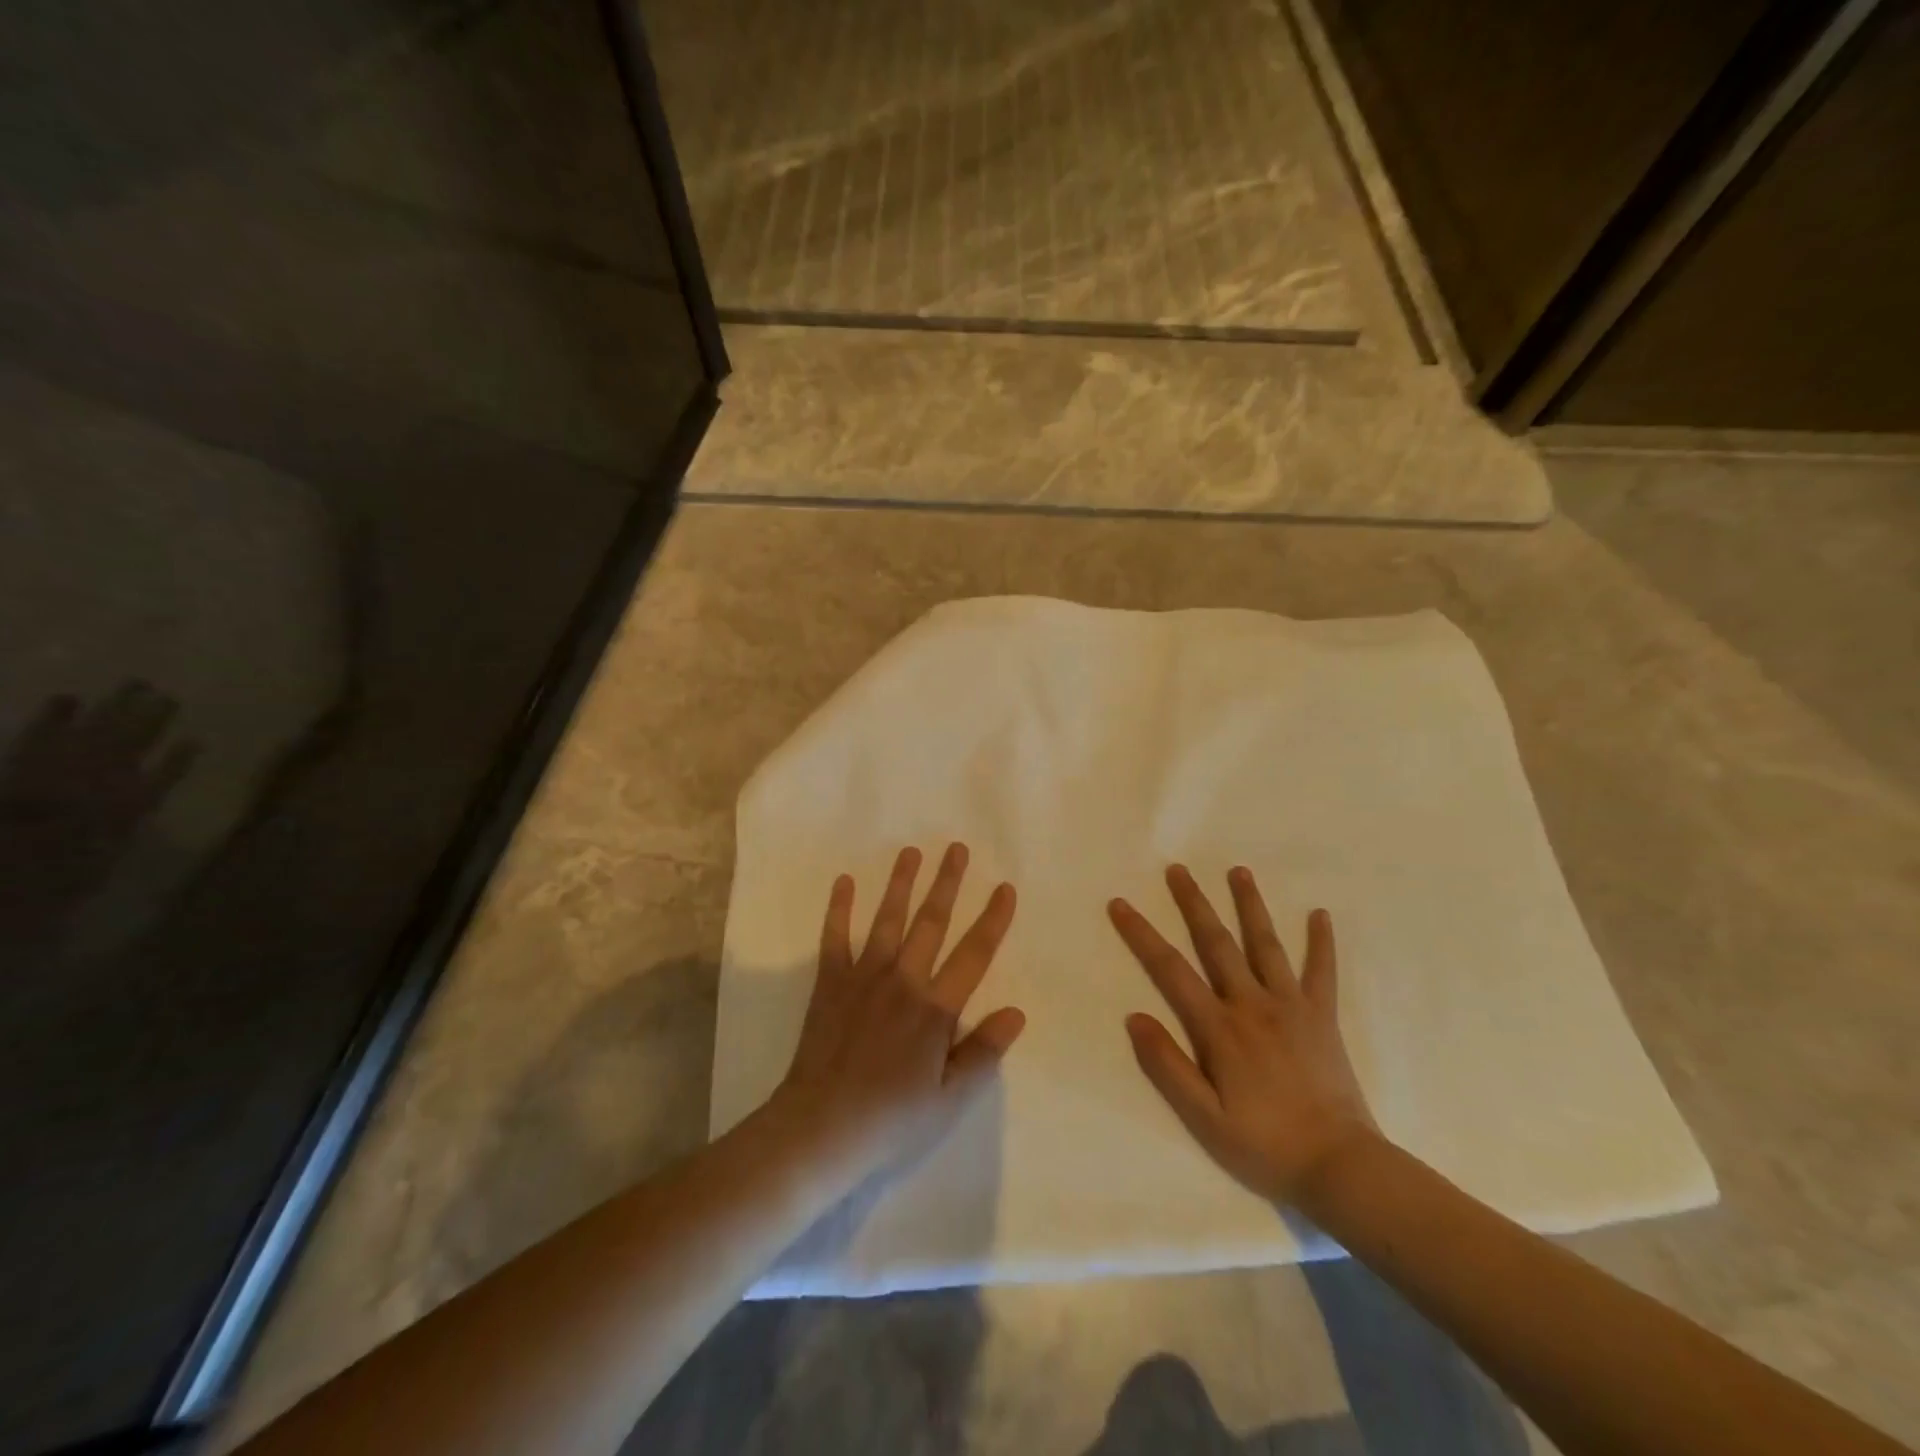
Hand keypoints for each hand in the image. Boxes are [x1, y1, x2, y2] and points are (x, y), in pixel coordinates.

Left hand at [774, 844, 1025, 1183]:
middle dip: (947, 883)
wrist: (819, 1127)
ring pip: (887, 920)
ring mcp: (863, 977)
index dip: (993, 920)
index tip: (1005, 888)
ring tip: (911, 851)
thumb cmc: (890, 1120)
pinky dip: (839, 908)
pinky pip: (835, 937)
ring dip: (901, 884)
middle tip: (957, 848)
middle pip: (931, 923)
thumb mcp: (949, 1099)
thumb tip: (1017, 1012)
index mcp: (935, 1009)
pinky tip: (845, 882)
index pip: (974, 955)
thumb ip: (983, 1052)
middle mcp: (902, 981)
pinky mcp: (830, 983)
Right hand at [1109, 865, 1378, 1205]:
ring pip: (1266, 944)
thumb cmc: (1264, 1144)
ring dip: (1250, 905)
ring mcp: (1291, 1006)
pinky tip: (1320, 914)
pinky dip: (1321, 942)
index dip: (1142, 934)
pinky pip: (1322, 972)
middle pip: (1216, 943)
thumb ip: (1167, 1064)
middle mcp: (1252, 1004)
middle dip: (1194, 903)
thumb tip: (1134, 1016)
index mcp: (1219, 1027)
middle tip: (1178, 869)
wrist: (1340, 1166)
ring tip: (1239, 871)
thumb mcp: (1203, 1116)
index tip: (1121, 904)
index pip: (1171, 969)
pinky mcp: (1323, 1017)